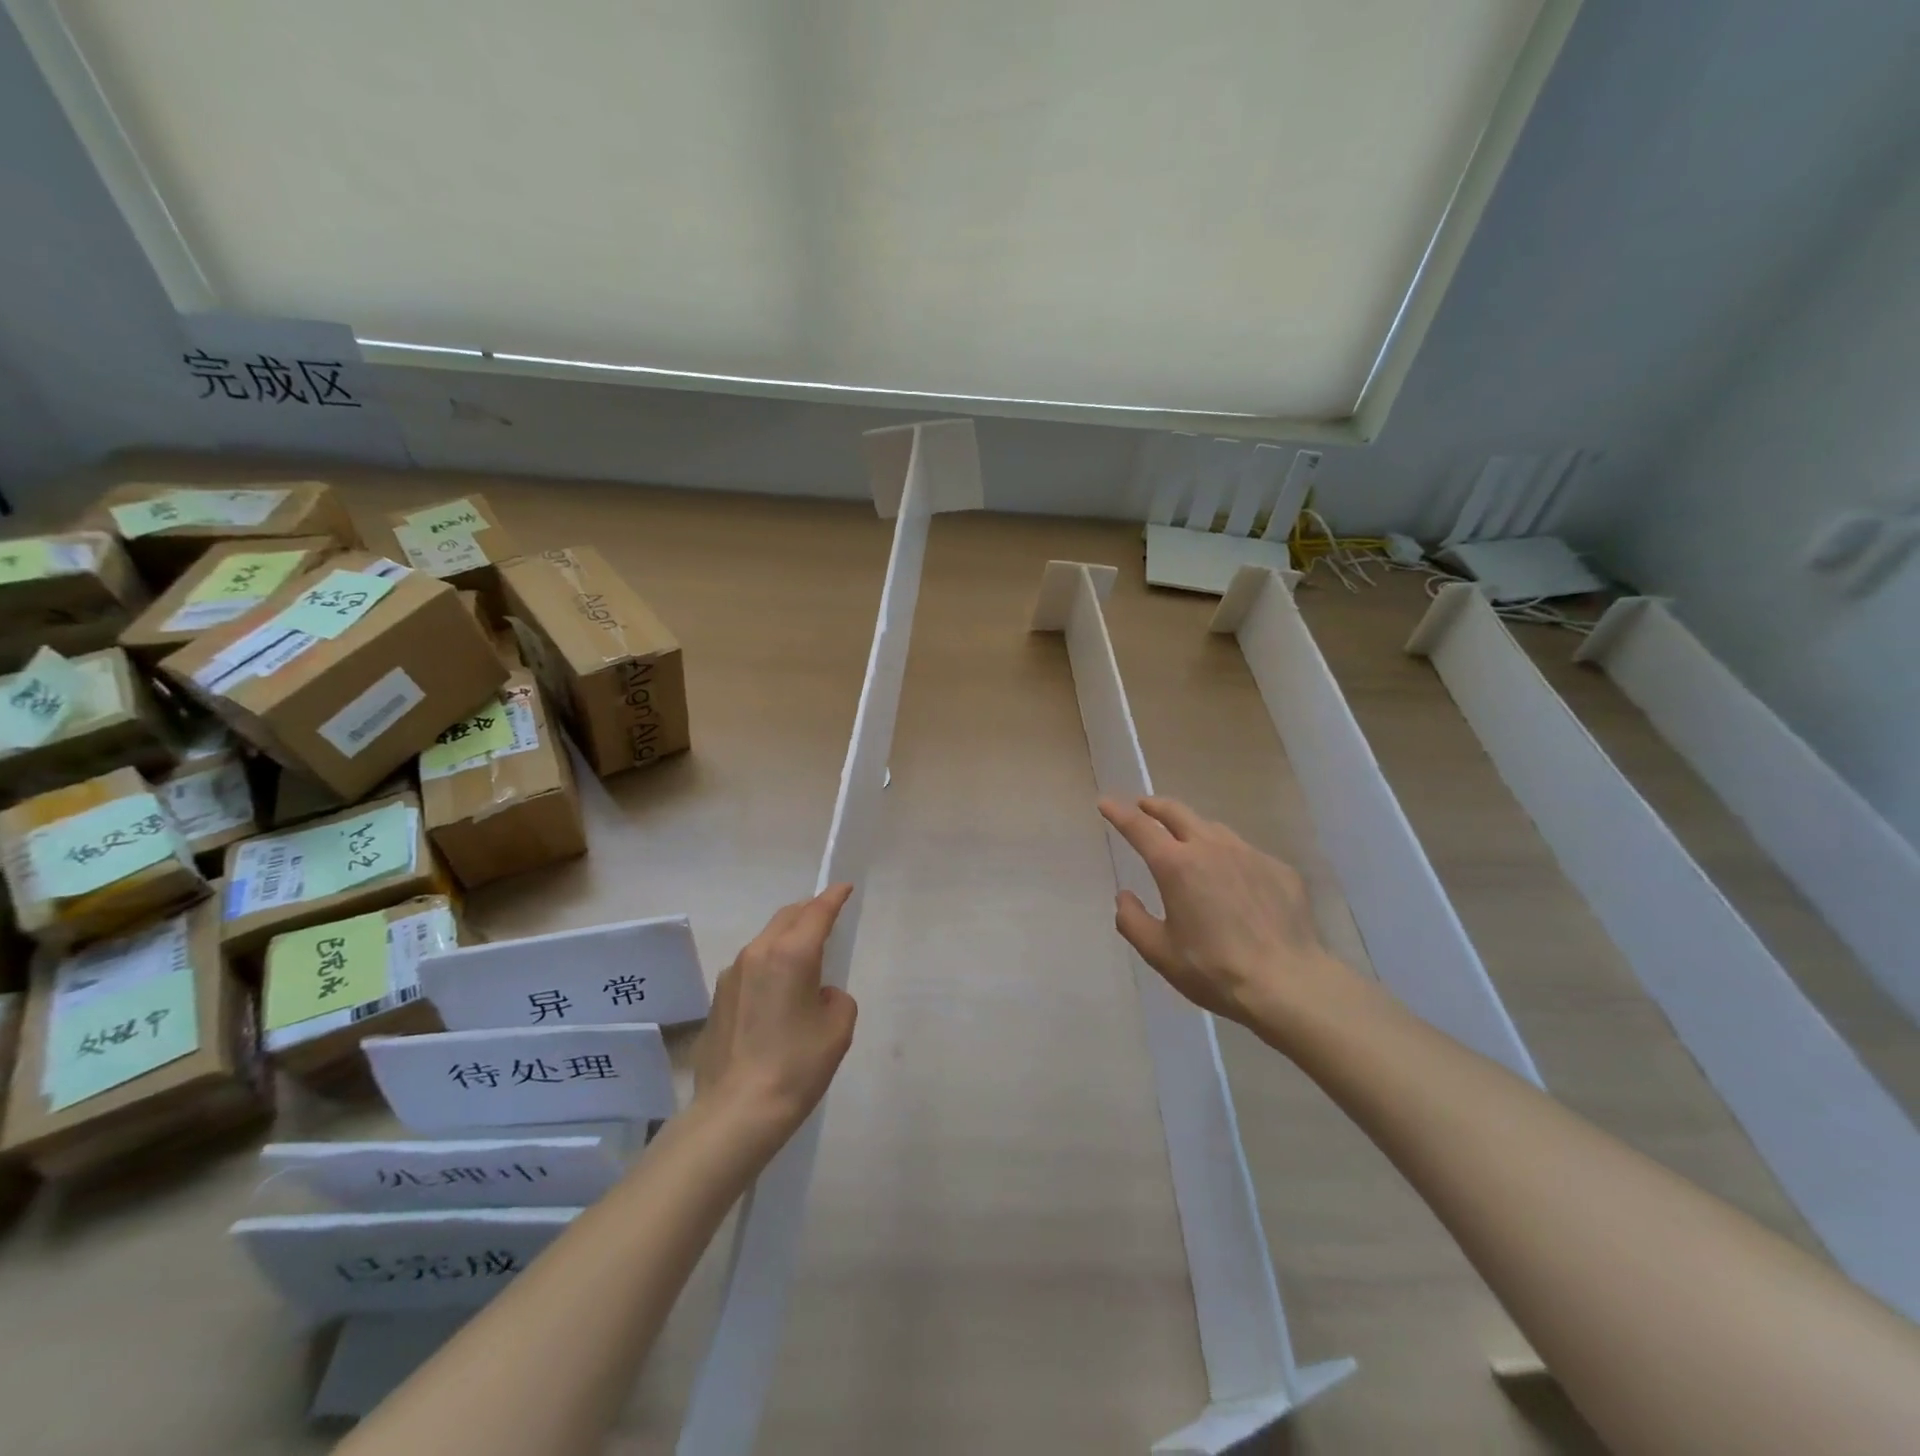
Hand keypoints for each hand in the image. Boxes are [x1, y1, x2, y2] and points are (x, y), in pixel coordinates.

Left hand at [693, 885, 858, 1141]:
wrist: (736, 1111)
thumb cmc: (796, 1066)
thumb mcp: (837, 1028)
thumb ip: (836, 998)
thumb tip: (818, 995)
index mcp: (792, 953)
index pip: (817, 912)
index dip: (834, 897)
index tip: (845, 888)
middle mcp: (758, 952)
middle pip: (788, 917)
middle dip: (809, 911)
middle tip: (828, 916)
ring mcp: (733, 974)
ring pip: (766, 939)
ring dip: (787, 938)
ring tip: (804, 956)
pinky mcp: (719, 997)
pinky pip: (751, 965)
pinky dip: (770, 964)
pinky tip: (777, 993)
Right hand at [1099, 796, 1353, 1030]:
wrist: (1289, 983)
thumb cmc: (1214, 970)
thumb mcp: (1159, 953)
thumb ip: (1133, 921)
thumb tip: (1125, 897)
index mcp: (1176, 866)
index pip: (1139, 828)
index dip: (1119, 813)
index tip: (1106, 802)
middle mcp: (1211, 848)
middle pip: (1177, 813)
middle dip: (1155, 806)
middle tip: (1143, 806)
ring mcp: (1249, 854)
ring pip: (1213, 829)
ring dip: (1193, 828)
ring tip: (1187, 840)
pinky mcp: (1278, 869)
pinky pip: (1246, 853)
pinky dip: (1229, 856)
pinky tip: (1233, 879)